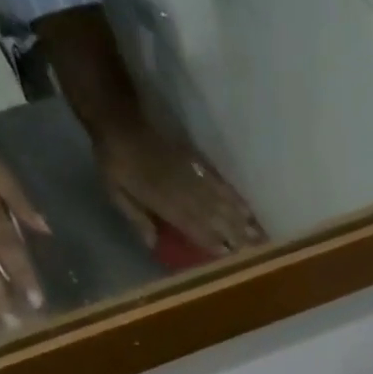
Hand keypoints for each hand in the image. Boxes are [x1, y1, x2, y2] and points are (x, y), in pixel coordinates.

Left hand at [95, 122, 265, 257]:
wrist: (119, 118)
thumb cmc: (114, 161)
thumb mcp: (115, 192)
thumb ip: (136, 218)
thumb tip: (153, 243)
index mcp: (162, 200)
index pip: (191, 225)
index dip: (210, 241)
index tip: (228, 255)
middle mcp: (181, 189)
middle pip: (212, 215)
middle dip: (234, 233)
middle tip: (255, 249)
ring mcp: (190, 173)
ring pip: (219, 200)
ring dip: (240, 218)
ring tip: (257, 232)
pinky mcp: (194, 161)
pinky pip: (217, 180)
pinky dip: (233, 195)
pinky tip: (246, 206)